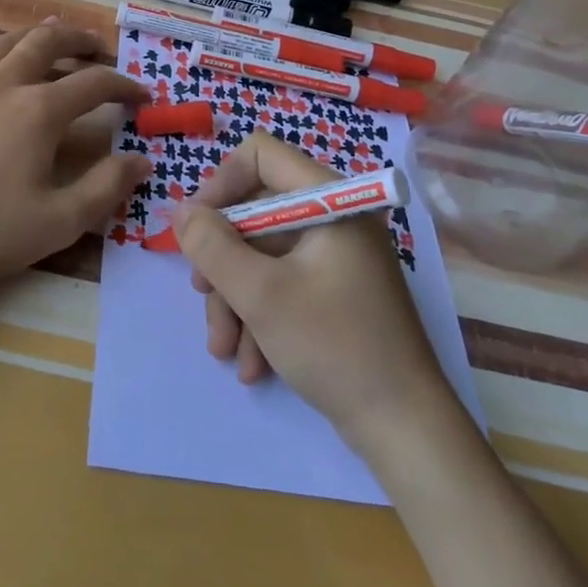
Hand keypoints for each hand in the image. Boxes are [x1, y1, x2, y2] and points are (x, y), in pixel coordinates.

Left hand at [0, 18, 150, 290]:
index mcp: (39, 111)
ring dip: (31, 34)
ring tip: (51, 29)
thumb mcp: (59, 220)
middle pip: (46, 45)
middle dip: (77, 40)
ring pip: (1, 46)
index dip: (123, 85)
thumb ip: (106, 186)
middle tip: (98, 45)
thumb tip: (142, 158)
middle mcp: (3, 87)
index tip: (142, 95)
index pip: (93, 84)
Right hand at [175, 133, 445, 446]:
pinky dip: (260, 316)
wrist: (405, 431)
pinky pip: (283, 284)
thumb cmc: (334, 347)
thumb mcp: (260, 295)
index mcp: (330, 202)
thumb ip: (212, 246)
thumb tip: (182, 211)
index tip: (197, 227)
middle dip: (224, 262)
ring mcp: (337, 258)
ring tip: (225, 350)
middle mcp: (334, 220)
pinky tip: (252, 363)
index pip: (261, 156)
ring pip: (264, 256)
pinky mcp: (336, 293)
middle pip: (256, 214)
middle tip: (204, 298)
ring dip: (236, 300)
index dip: (221, 183)